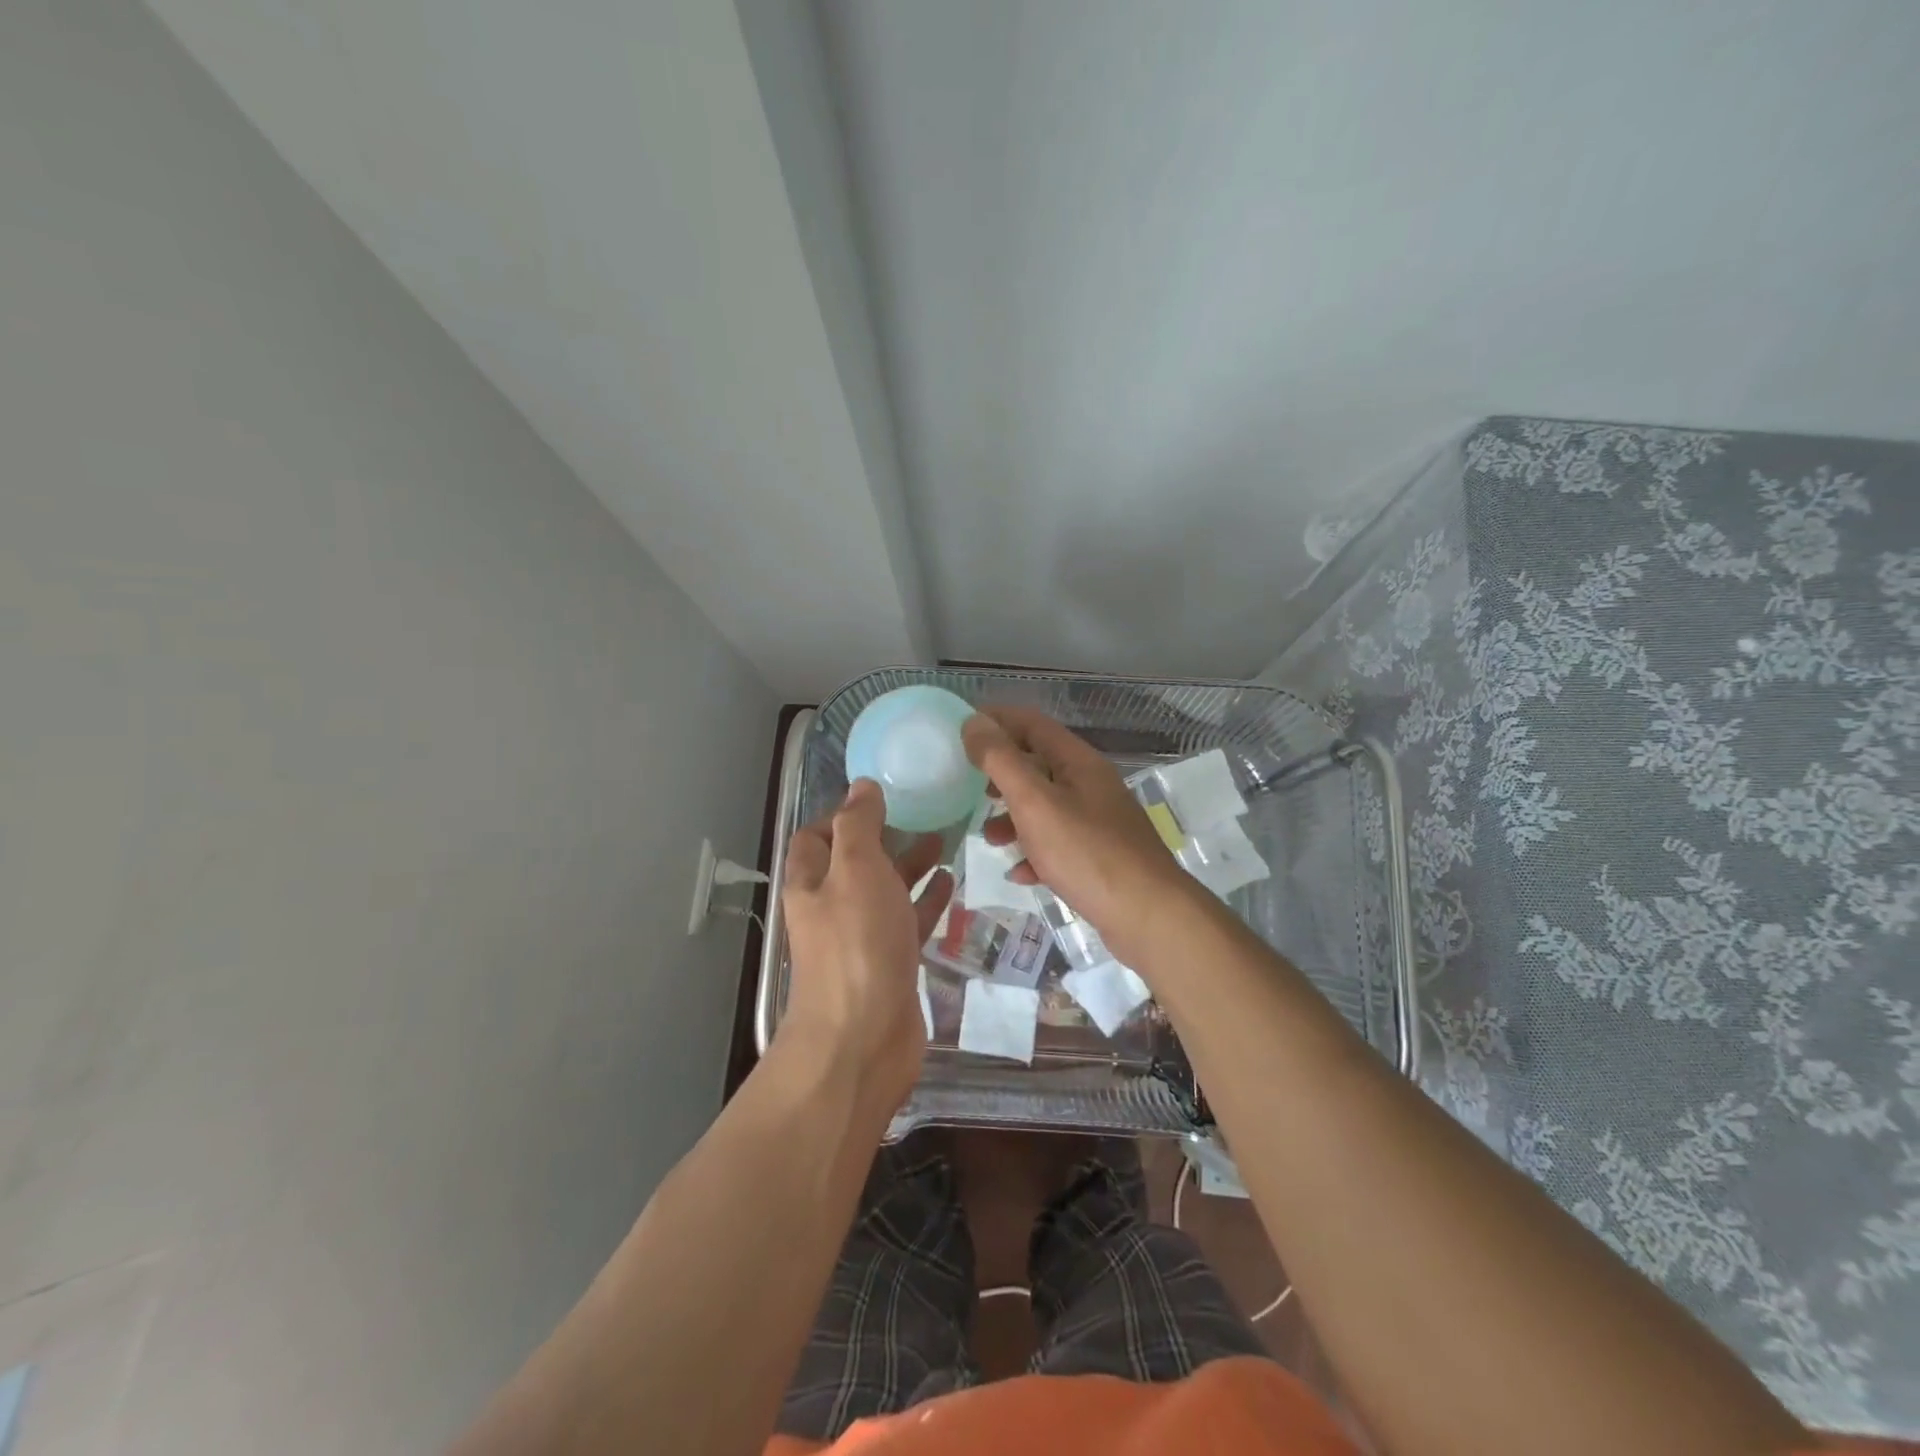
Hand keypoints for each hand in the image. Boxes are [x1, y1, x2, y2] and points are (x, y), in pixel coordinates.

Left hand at [778, 779, 953, 1113]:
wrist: (863, 1038)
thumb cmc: (856, 944)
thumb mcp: (856, 869)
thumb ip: (858, 825)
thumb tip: (861, 786)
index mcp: (812, 882)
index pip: (816, 836)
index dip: (842, 814)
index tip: (881, 797)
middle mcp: (832, 908)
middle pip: (854, 863)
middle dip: (884, 837)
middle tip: (922, 813)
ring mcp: (862, 939)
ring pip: (885, 891)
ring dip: (909, 865)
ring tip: (943, 839)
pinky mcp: (891, 964)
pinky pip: (908, 921)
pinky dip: (926, 900)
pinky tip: (949, 882)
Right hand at [961, 707, 1189, 959]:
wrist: (1148, 916)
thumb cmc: (1087, 853)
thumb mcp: (1035, 802)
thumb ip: (1001, 761)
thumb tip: (974, 722)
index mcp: (1079, 762)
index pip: (1032, 724)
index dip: (996, 721)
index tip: (961, 732)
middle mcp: (1091, 785)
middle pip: (1039, 764)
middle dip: (1001, 774)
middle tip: (971, 787)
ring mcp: (1098, 822)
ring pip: (1046, 807)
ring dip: (1014, 818)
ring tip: (991, 839)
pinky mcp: (1100, 857)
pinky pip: (1058, 845)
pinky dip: (1034, 853)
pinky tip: (1020, 873)